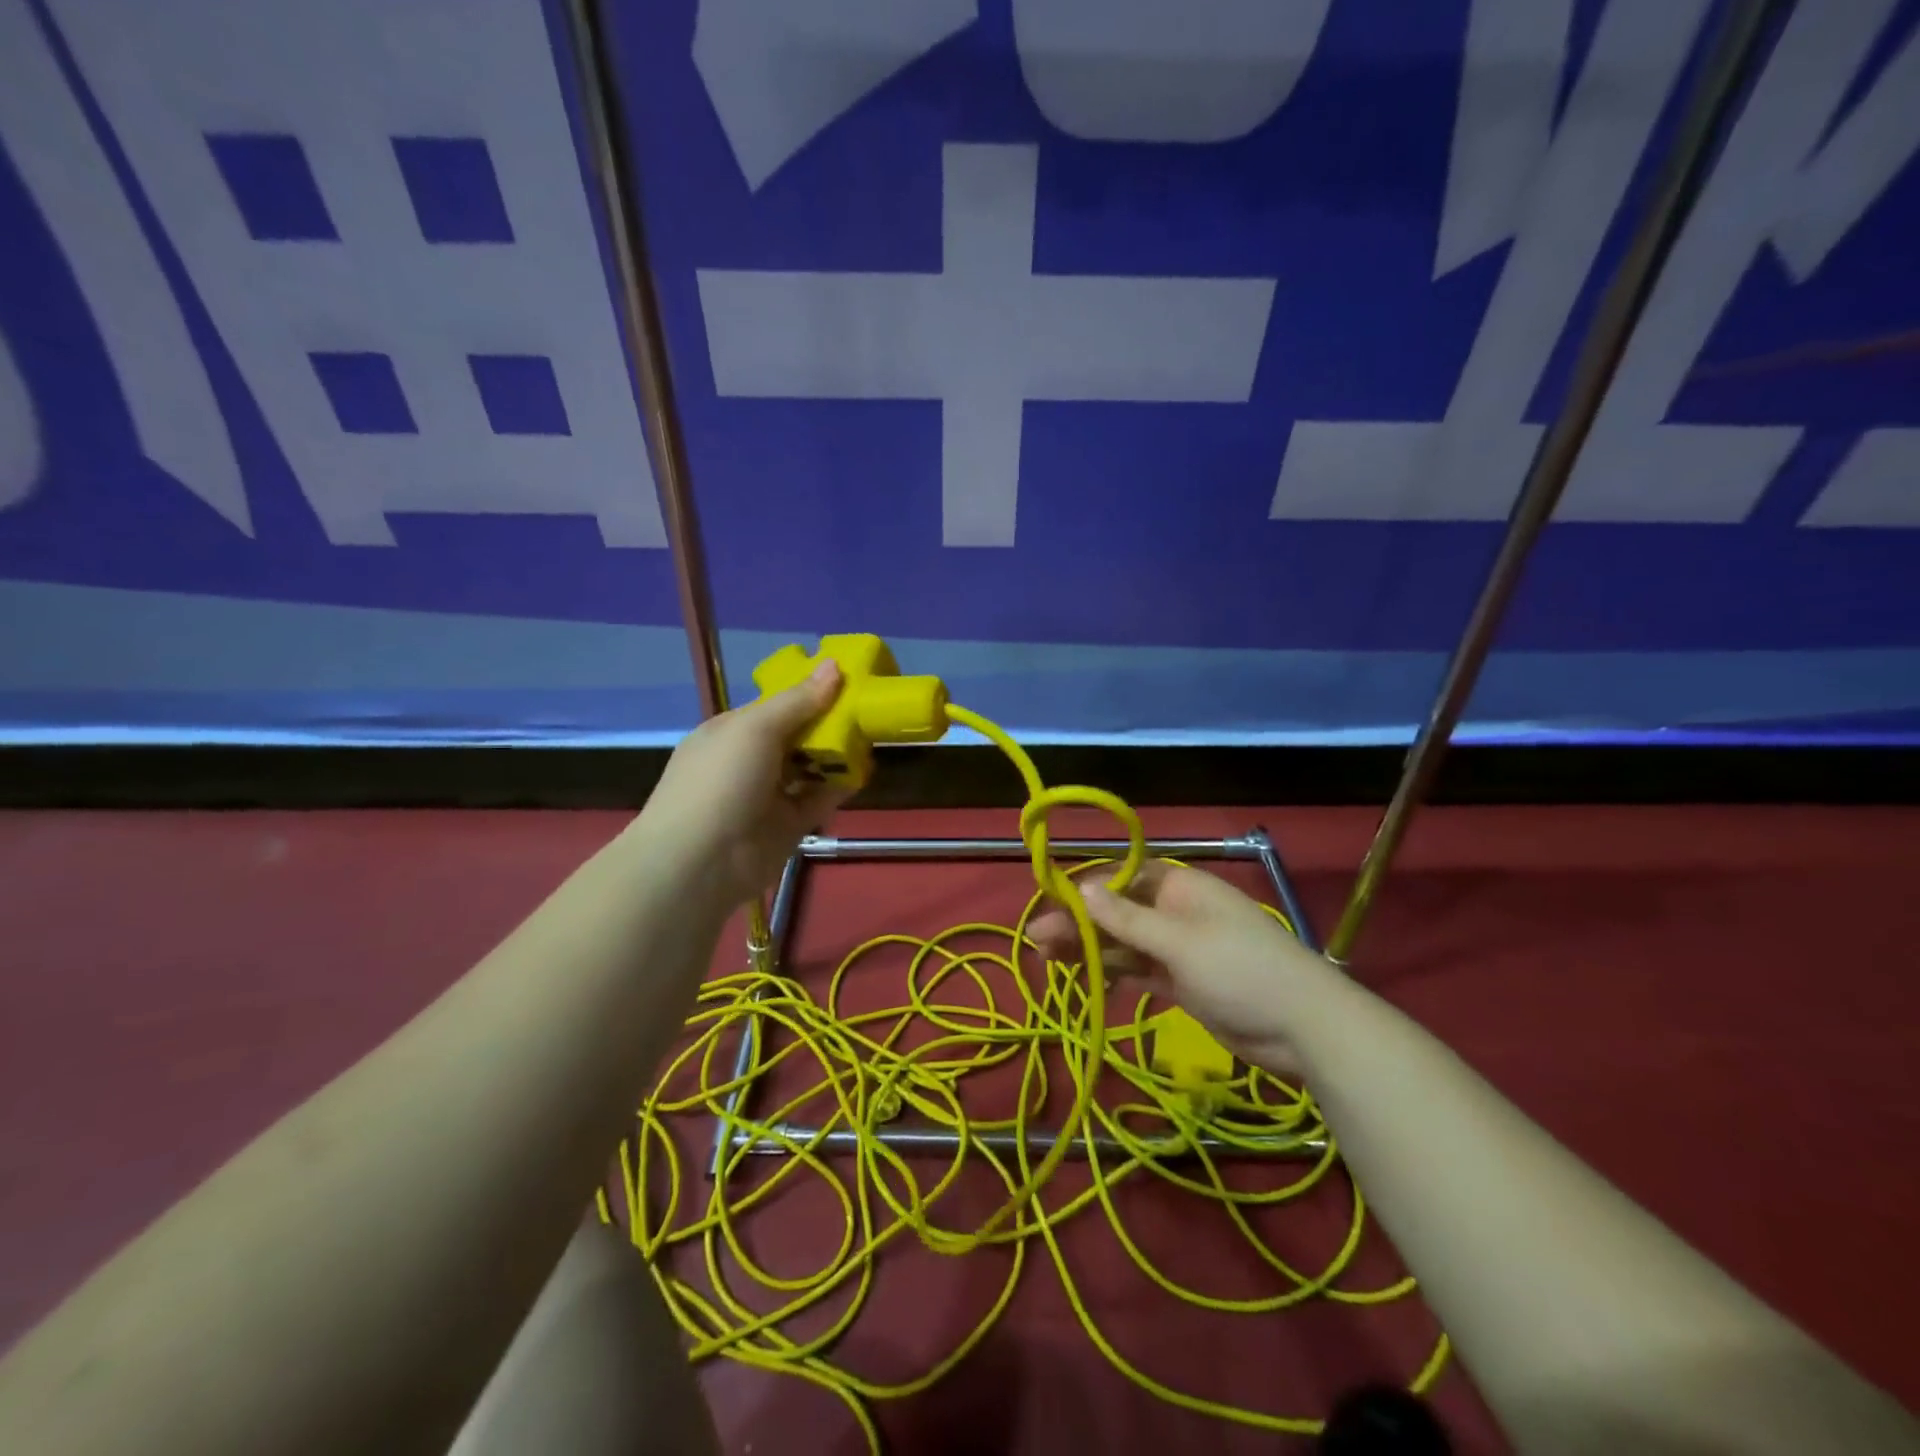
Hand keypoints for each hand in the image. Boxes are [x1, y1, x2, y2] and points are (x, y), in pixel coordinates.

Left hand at [637, 662, 848, 906]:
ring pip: (811, 766)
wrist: (701, 861)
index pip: (777, 704)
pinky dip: (840, 785)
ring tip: (872, 735)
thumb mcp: (756, 729)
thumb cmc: (721, 780)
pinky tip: (864, 771)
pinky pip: (820, 798)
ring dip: (837, 753)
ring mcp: (770, 794)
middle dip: (829, 722)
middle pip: (797, 734)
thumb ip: (799, 700)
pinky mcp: (789, 824)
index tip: (849, 679)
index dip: (810, 691)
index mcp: (732, 731)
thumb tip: (834, 664)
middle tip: (869, 707)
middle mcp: (750, 760)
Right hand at [1028, 861, 1340, 1073]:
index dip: (1086, 888)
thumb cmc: (1241, 970)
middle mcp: (1176, 912)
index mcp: (1180, 887)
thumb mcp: (1179, 942)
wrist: (1304, 1028)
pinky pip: (1139, 969)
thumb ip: (1128, 919)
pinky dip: (1113, 972)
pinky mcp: (1183, 981)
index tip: (1050, 902)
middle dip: (1079, 922)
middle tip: (1037, 939)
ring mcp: (1179, 948)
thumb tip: (1082, 888)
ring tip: (1047, 958)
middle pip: (1118, 911)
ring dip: (1089, 948)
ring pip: (1124, 942)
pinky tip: (1084, 978)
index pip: (1123, 877)